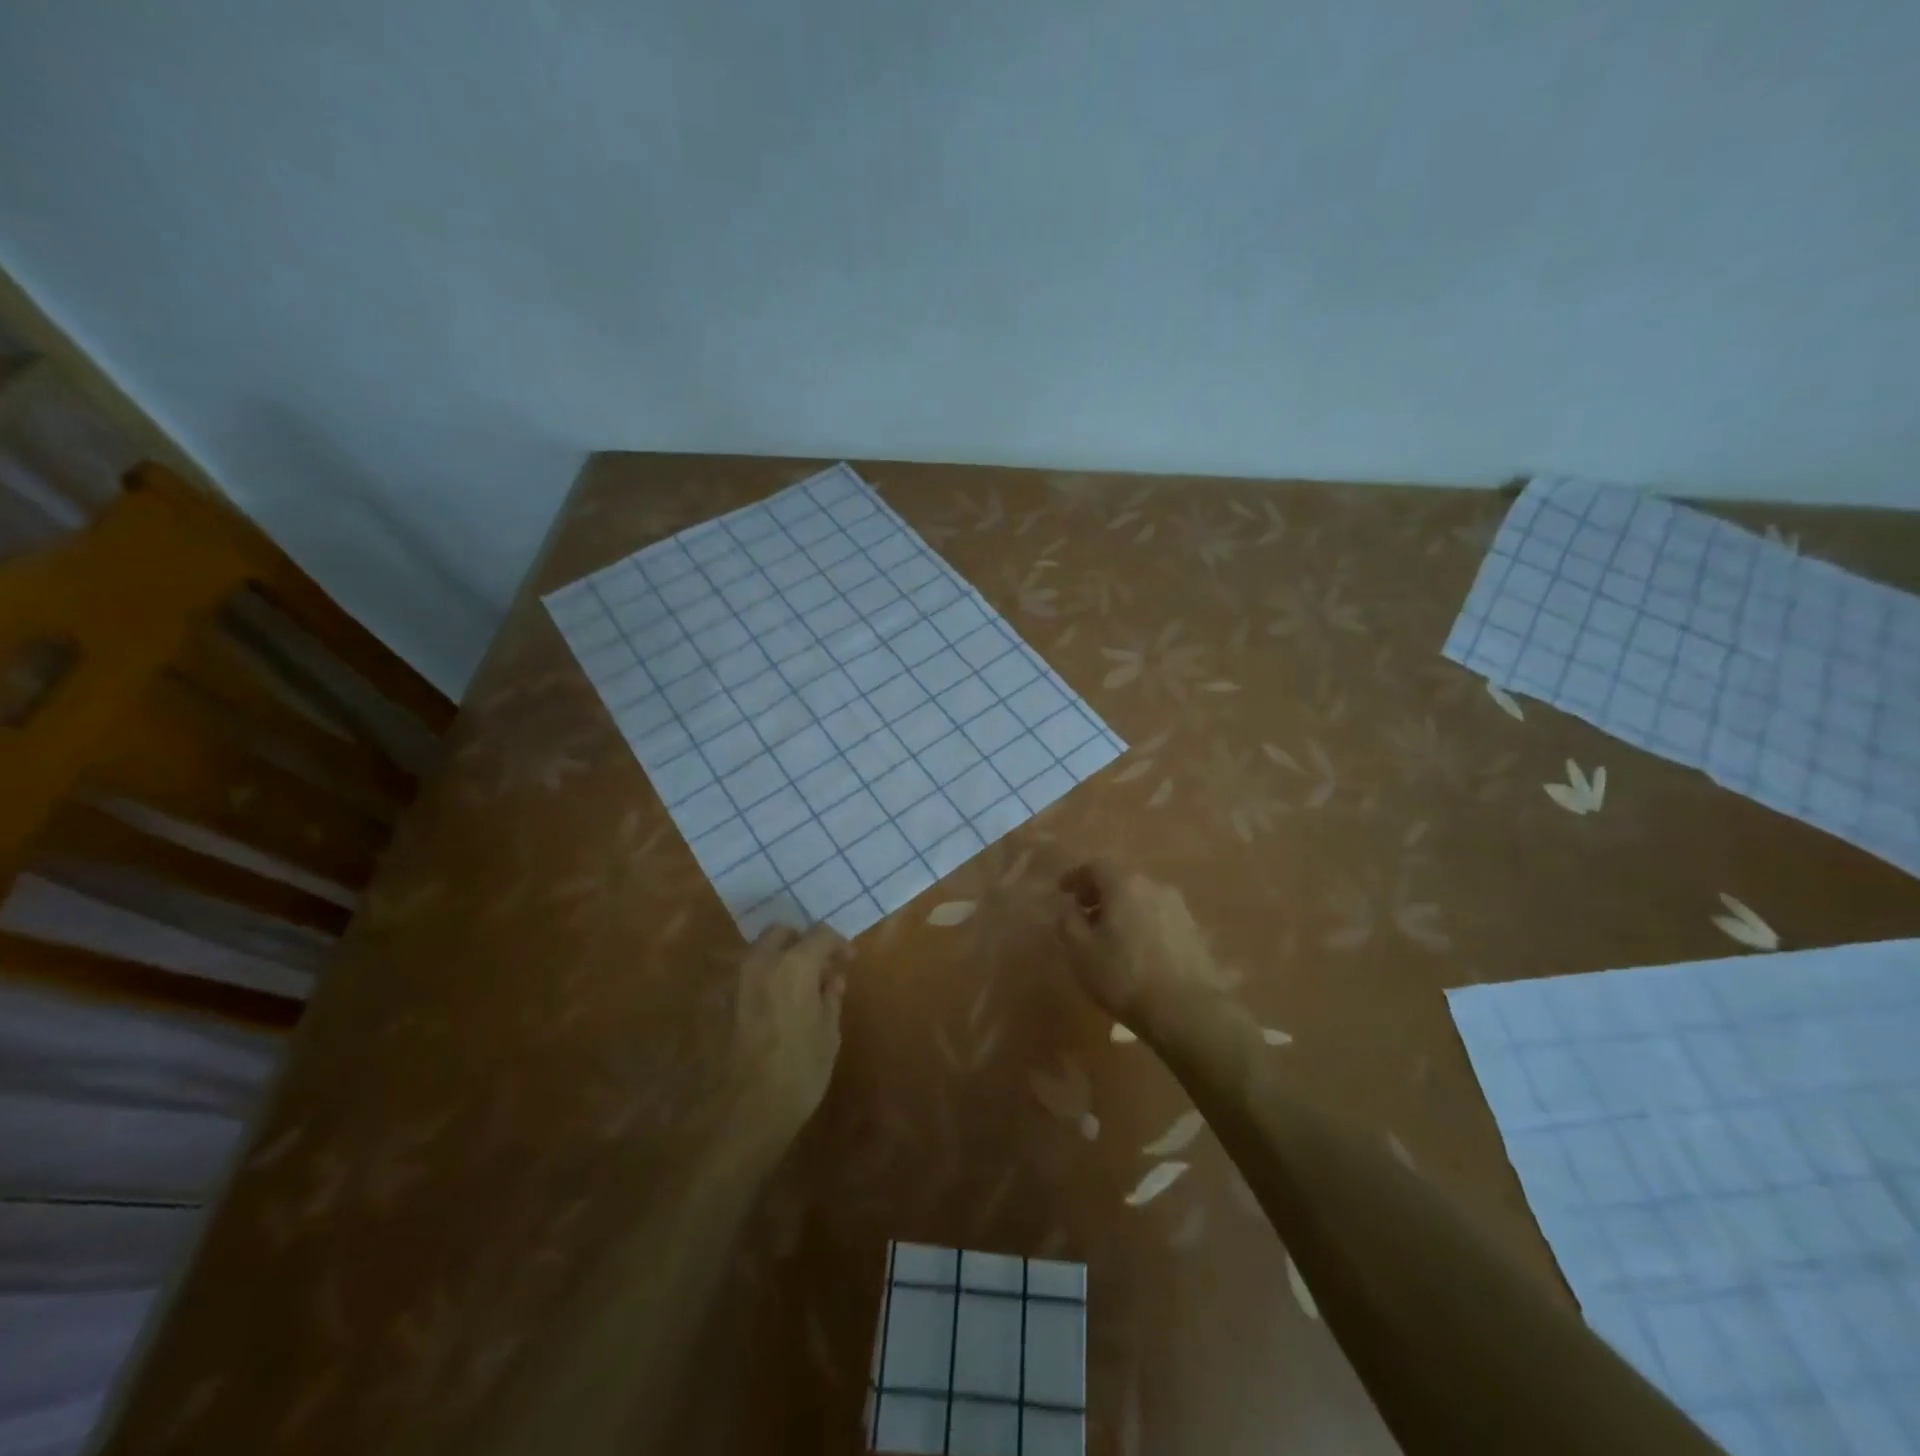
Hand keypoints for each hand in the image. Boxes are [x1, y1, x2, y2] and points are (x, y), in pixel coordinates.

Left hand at [728, 923, 851, 1142]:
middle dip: (803, 942)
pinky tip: (780, 1004)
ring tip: (801, 987)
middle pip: (783, 933)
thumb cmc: (799, 1070)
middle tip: (821, 967)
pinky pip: (750, 975)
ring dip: (782, 959)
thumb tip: (832, 980)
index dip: (838, 944)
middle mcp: (762, 961)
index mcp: (795, 963)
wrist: (745, 1110)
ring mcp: (738, 980)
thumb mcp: (829, 1033)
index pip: (821, 934)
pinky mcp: (724, 1002)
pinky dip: (767, 978)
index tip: (848, 961)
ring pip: (762, 952)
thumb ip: (831, 998)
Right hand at [1055, 860, 1237, 1038]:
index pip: (1096, 866)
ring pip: (1142, 899)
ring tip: (1109, 936)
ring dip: (1122, 910)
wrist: (1188, 1010)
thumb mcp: (1081, 951)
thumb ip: (1069, 922)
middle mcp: (1154, 887)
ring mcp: (1179, 909)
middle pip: (1121, 881)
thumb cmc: (1125, 976)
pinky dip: (1142, 924)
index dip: (1076, 876)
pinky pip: (1158, 918)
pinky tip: (1136, 950)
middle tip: (1083, 913)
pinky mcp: (1195, 932)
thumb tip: (1069, 907)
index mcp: (1125, 885)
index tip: (1063, 892)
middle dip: (1099, 894)